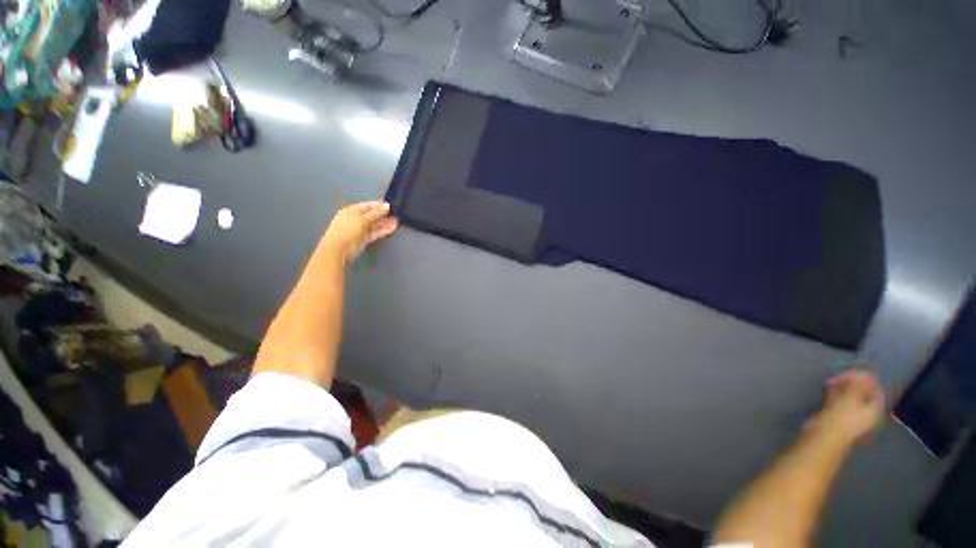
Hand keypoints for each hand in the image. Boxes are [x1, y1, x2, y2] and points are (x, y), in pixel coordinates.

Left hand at [321, 201, 398, 263]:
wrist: (338, 250)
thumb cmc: (347, 230)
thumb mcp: (362, 219)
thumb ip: (376, 213)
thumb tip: (386, 206)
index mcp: (351, 211)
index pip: (367, 206)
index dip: (378, 205)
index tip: (390, 206)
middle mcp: (355, 219)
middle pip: (371, 215)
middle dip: (383, 215)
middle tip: (395, 214)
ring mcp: (359, 230)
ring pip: (374, 225)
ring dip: (385, 223)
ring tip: (396, 222)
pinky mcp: (364, 239)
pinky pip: (374, 233)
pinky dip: (383, 231)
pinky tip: (391, 229)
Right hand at [807, 370, 885, 445]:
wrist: (824, 435)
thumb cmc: (842, 417)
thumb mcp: (851, 398)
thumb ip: (859, 385)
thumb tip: (865, 372)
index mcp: (874, 409)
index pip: (876, 390)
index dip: (867, 380)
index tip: (854, 373)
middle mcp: (865, 412)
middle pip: (862, 393)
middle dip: (852, 383)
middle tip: (841, 376)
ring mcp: (851, 414)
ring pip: (849, 396)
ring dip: (842, 387)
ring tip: (833, 380)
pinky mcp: (837, 414)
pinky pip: (839, 400)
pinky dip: (835, 392)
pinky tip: (828, 387)